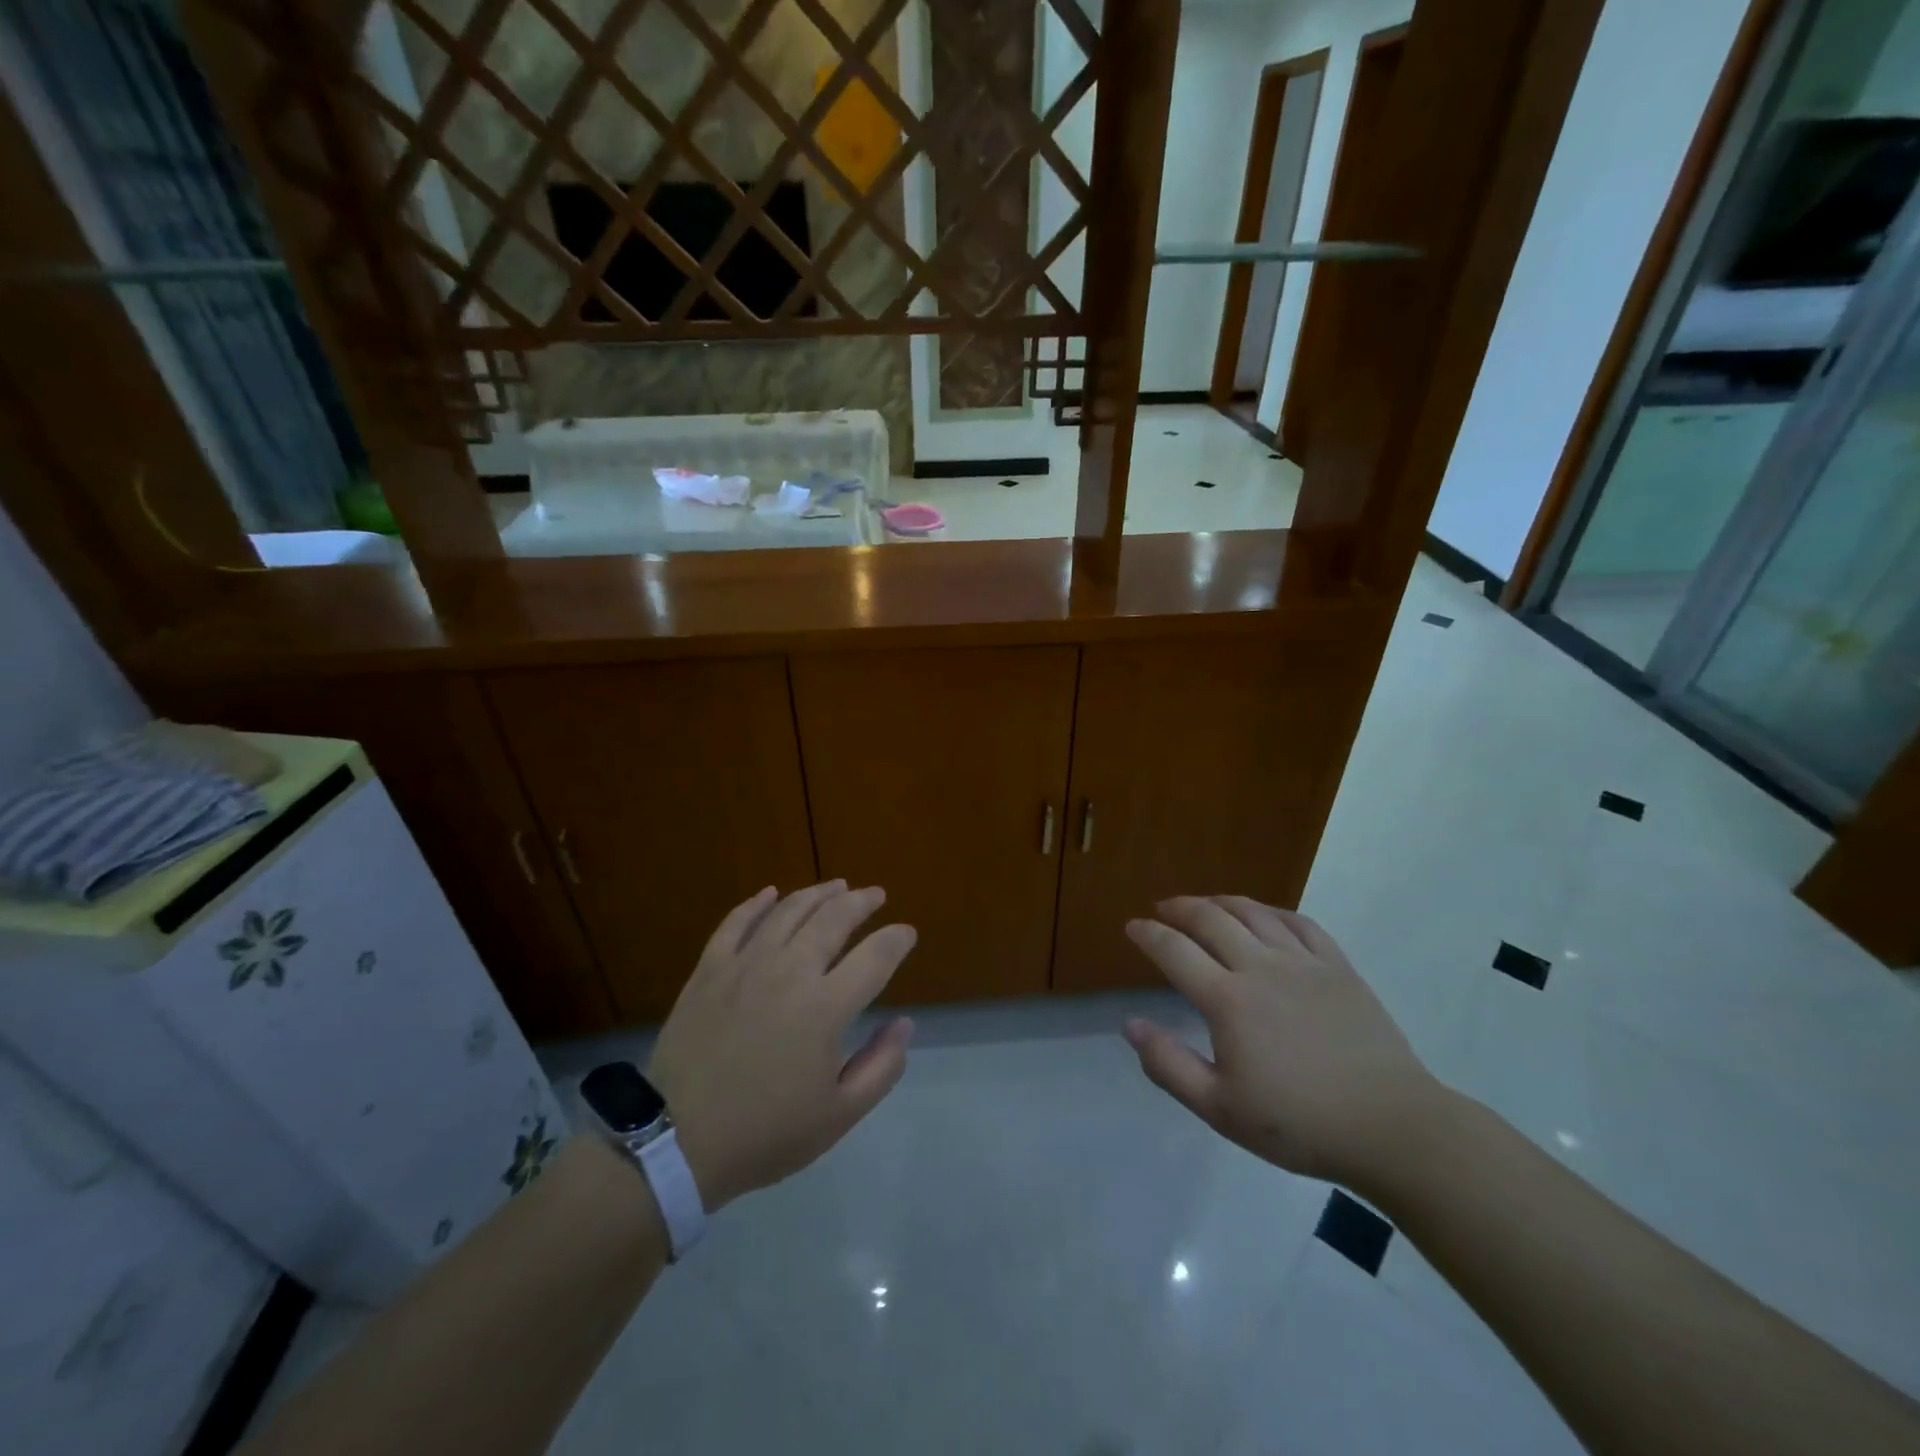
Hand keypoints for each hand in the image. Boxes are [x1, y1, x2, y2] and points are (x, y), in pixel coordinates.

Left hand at [647, 882, 916, 1210]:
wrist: (676, 1142)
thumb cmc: (765, 1133)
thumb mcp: (838, 1115)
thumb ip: (881, 1066)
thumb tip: (904, 1023)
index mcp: (825, 1007)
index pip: (875, 956)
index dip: (897, 939)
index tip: (907, 933)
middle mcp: (789, 971)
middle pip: (834, 919)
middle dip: (862, 902)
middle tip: (876, 895)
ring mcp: (745, 964)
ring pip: (789, 910)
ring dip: (819, 893)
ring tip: (838, 886)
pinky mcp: (710, 969)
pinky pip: (736, 922)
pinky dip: (757, 903)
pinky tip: (771, 893)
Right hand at [1123, 896, 1441, 1191]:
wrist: (1391, 1127)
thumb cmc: (1299, 1124)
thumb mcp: (1220, 1109)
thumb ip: (1169, 1065)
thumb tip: (1130, 1024)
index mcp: (1227, 1000)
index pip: (1174, 950)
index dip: (1147, 934)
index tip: (1132, 926)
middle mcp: (1260, 967)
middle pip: (1210, 918)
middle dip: (1179, 908)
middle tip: (1162, 909)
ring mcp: (1303, 962)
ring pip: (1253, 912)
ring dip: (1221, 902)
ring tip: (1205, 904)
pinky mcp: (1338, 966)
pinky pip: (1299, 922)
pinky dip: (1272, 912)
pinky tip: (1264, 917)